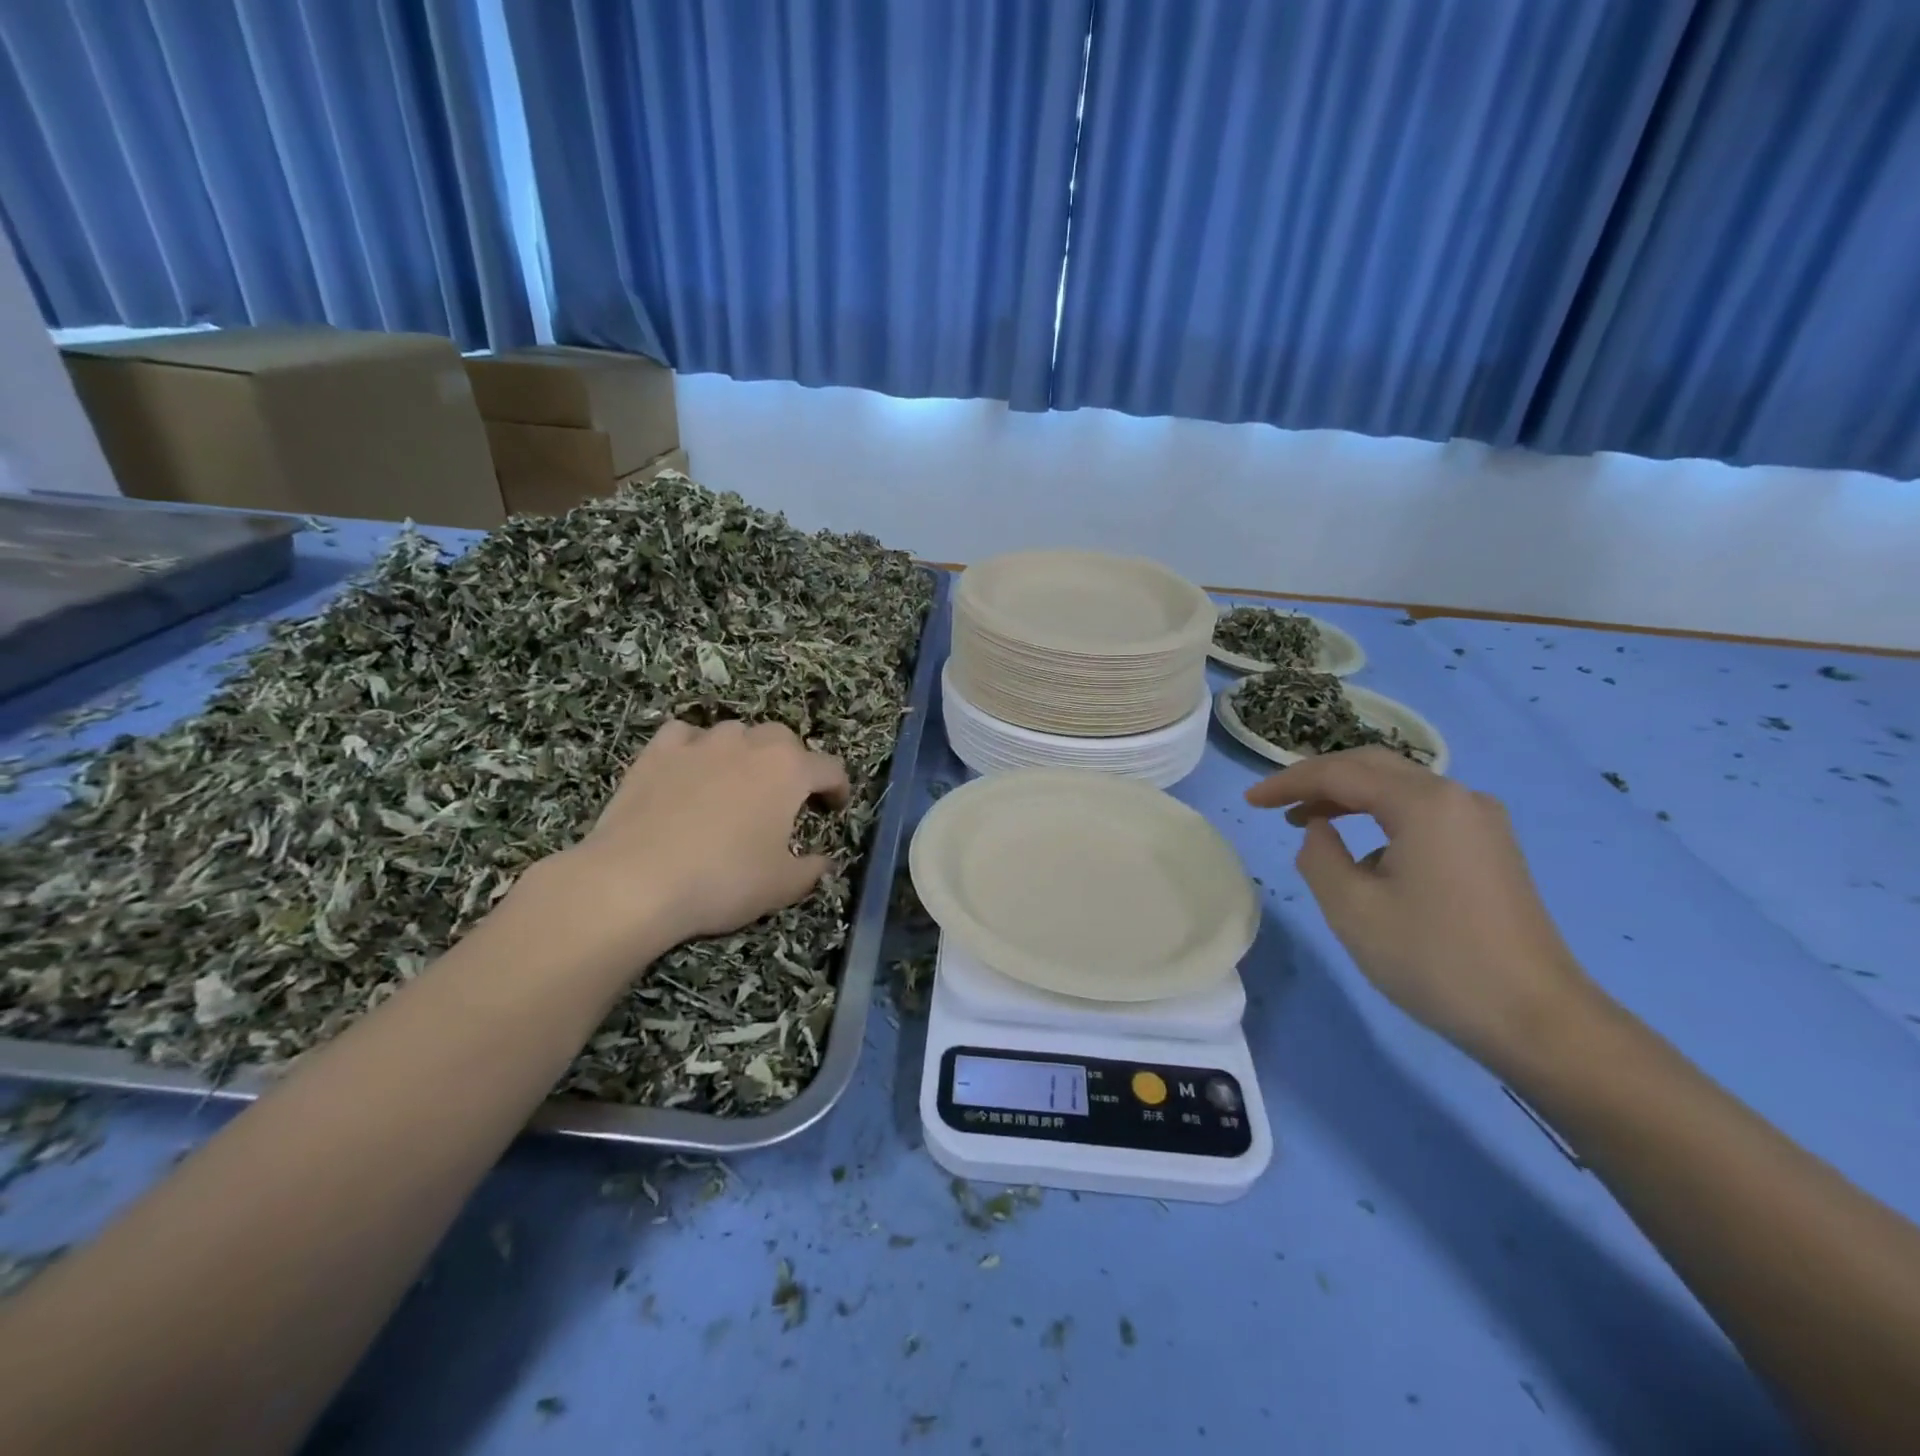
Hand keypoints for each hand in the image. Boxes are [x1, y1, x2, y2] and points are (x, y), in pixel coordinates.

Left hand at [520, 719, 848, 974]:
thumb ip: (811, 870)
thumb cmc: (723, 881)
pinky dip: (694, 746)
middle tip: (786, 796)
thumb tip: (823, 861)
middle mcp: (750, 744)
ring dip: (745, 751)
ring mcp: (701, 743)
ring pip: (735, 732)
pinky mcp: (657, 752)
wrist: (635, 880)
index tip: (835, 808)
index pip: (829, 768)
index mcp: (789, 771)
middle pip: (784, 739)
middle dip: (793, 762)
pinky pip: (685, 735)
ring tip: (737, 782)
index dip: (838, 788)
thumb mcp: (782, 886)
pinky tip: (690, 768)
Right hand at [1246, 747, 1594, 1067]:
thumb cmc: (1434, 960)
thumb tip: (1319, 829)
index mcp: (1424, 802)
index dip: (1287, 783)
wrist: (1537, 1019)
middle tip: (1276, 803)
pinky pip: (1423, 812)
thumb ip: (1318, 855)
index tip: (1250, 801)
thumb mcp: (1351, 908)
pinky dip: (1380, 817)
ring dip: (1349, 797)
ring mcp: (1481, 821)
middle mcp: (1457, 796)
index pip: (1339, 774)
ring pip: (1399, 788)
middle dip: (1318, 780)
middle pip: (1372, 767)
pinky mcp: (1490, 847)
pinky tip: (1364, 854)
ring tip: (1308, 822)